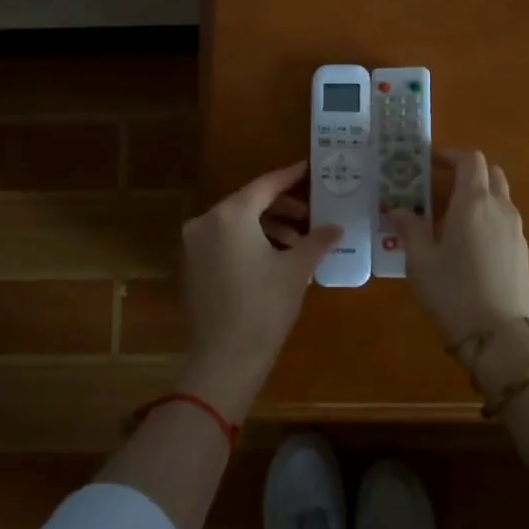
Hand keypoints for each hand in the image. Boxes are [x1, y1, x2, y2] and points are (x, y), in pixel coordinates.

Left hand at [178, 160, 340, 419]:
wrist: (225, 359)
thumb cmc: (264, 307)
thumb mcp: (296, 269)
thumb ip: (317, 240)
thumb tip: (335, 227)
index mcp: (231, 214)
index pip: (266, 185)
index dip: (290, 176)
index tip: (310, 169)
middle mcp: (206, 221)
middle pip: (249, 202)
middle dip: (282, 207)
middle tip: (311, 215)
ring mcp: (194, 244)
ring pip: (237, 223)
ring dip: (267, 226)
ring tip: (299, 243)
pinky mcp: (192, 265)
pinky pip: (225, 240)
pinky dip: (249, 241)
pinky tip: (275, 257)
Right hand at [388, 149, 528, 344]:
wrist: (499, 338)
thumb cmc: (453, 292)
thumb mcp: (420, 261)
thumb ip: (410, 228)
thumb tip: (398, 210)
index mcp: (474, 202)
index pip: (471, 160)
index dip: (451, 155)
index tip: (430, 163)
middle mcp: (501, 208)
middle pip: (491, 173)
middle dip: (468, 173)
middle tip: (441, 187)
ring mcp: (517, 231)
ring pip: (501, 197)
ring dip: (479, 195)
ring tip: (451, 218)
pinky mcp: (523, 252)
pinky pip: (506, 221)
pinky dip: (488, 218)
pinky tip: (469, 244)